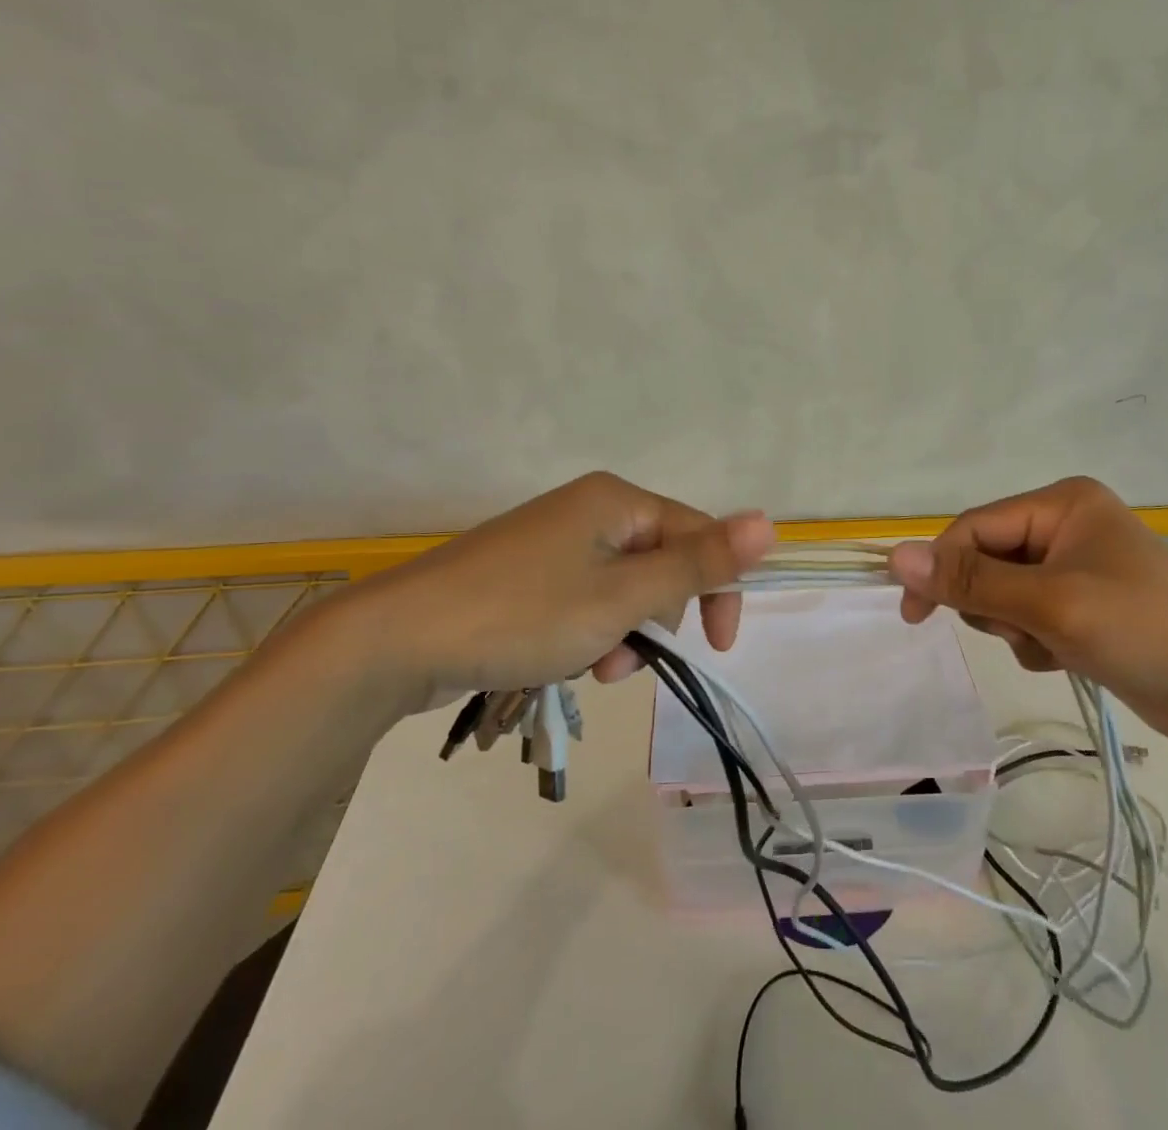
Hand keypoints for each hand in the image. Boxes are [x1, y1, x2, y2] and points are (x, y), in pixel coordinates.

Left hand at [306, 472, 775, 703]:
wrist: (397, 640)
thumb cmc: (523, 614)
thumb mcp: (623, 597)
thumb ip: (700, 563)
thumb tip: (770, 522)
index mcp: (618, 500)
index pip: (698, 534)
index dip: (717, 589)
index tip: (720, 647)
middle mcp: (590, 509)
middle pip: (659, 562)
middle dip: (655, 618)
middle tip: (625, 659)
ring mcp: (555, 540)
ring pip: (623, 588)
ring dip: (621, 633)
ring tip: (590, 668)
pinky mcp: (528, 572)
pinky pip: (585, 598)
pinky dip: (587, 632)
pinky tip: (564, 661)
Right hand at [888, 477, 1167, 744]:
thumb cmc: (1142, 628)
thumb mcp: (1049, 603)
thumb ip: (970, 582)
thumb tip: (894, 556)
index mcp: (1061, 503)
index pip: (975, 528)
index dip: (940, 567)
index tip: (913, 614)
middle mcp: (1065, 525)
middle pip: (986, 561)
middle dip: (994, 604)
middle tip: (1022, 630)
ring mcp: (1076, 566)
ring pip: (1003, 594)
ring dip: (1016, 627)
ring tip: (1054, 646)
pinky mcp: (1084, 604)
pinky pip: (1028, 616)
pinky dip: (1036, 641)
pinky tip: (1069, 658)